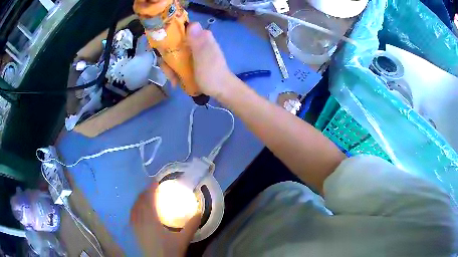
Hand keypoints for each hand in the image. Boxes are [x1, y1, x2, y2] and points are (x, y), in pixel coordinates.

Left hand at [130, 182, 200, 256]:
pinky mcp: (133, 231)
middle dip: (145, 192)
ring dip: (140, 199)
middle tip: (153, 188)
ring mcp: (134, 225)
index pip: (149, 198)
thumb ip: (191, 225)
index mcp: (151, 219)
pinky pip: (132, 214)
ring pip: (134, 207)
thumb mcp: (182, 240)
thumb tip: (199, 211)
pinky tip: (140, 211)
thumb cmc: (168, 252)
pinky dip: (136, 208)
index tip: (156, 180)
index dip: (151, 187)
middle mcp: (140, 219)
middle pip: (140, 201)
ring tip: (147, 197)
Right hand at [160, 22, 232, 97]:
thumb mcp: (204, 57)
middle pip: (174, 43)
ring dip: (171, 67)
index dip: (168, 36)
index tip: (162, 49)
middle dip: (168, 58)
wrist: (222, 91)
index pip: (181, 28)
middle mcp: (197, 41)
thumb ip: (198, 41)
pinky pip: (179, 62)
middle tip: (169, 72)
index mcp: (201, 36)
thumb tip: (192, 23)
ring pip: (175, 54)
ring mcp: (194, 51)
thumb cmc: (212, 75)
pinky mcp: (192, 61)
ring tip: (174, 80)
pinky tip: (176, 81)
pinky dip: (175, 71)